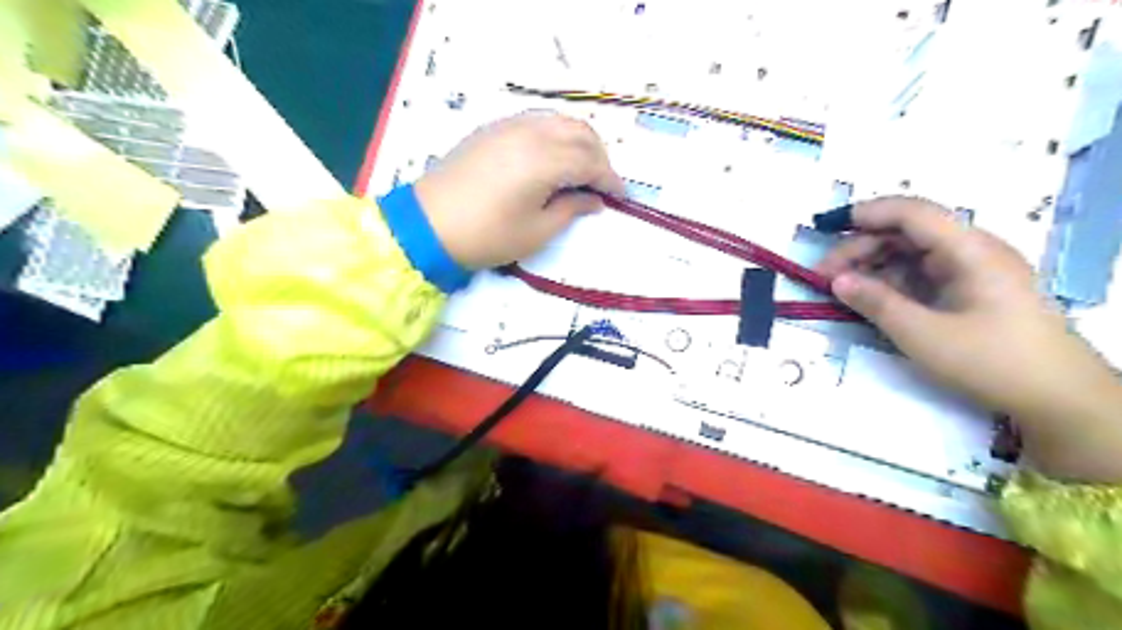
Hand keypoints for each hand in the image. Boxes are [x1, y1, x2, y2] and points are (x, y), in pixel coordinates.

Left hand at [413, 110, 621, 267]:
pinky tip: (554, 157)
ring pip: (560, 121)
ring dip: (580, 142)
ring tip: (583, 170)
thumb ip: (571, 210)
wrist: (428, 225)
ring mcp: (510, 126)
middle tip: (603, 185)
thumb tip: (594, 200)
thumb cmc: (486, 235)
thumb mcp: (536, 232)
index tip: (622, 198)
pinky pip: (537, 121)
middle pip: (581, 134)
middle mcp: (531, 133)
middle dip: (599, 158)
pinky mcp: (493, 129)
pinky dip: (557, 134)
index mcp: (545, 160)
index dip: (611, 180)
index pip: (591, 162)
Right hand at [817, 199, 1120, 478]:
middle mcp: (971, 251)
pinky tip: (869, 298)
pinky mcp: (968, 291)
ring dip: (872, 266)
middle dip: (861, 248)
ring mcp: (971, 271)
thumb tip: (836, 280)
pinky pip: (921, 275)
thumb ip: (876, 303)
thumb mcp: (923, 334)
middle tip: (825, 276)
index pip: (912, 213)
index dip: (867, 213)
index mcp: (969, 250)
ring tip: (840, 289)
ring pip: (910, 254)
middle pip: (906, 233)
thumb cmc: (991, 361)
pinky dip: (890, 282)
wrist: (1058, 399)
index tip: (827, 228)